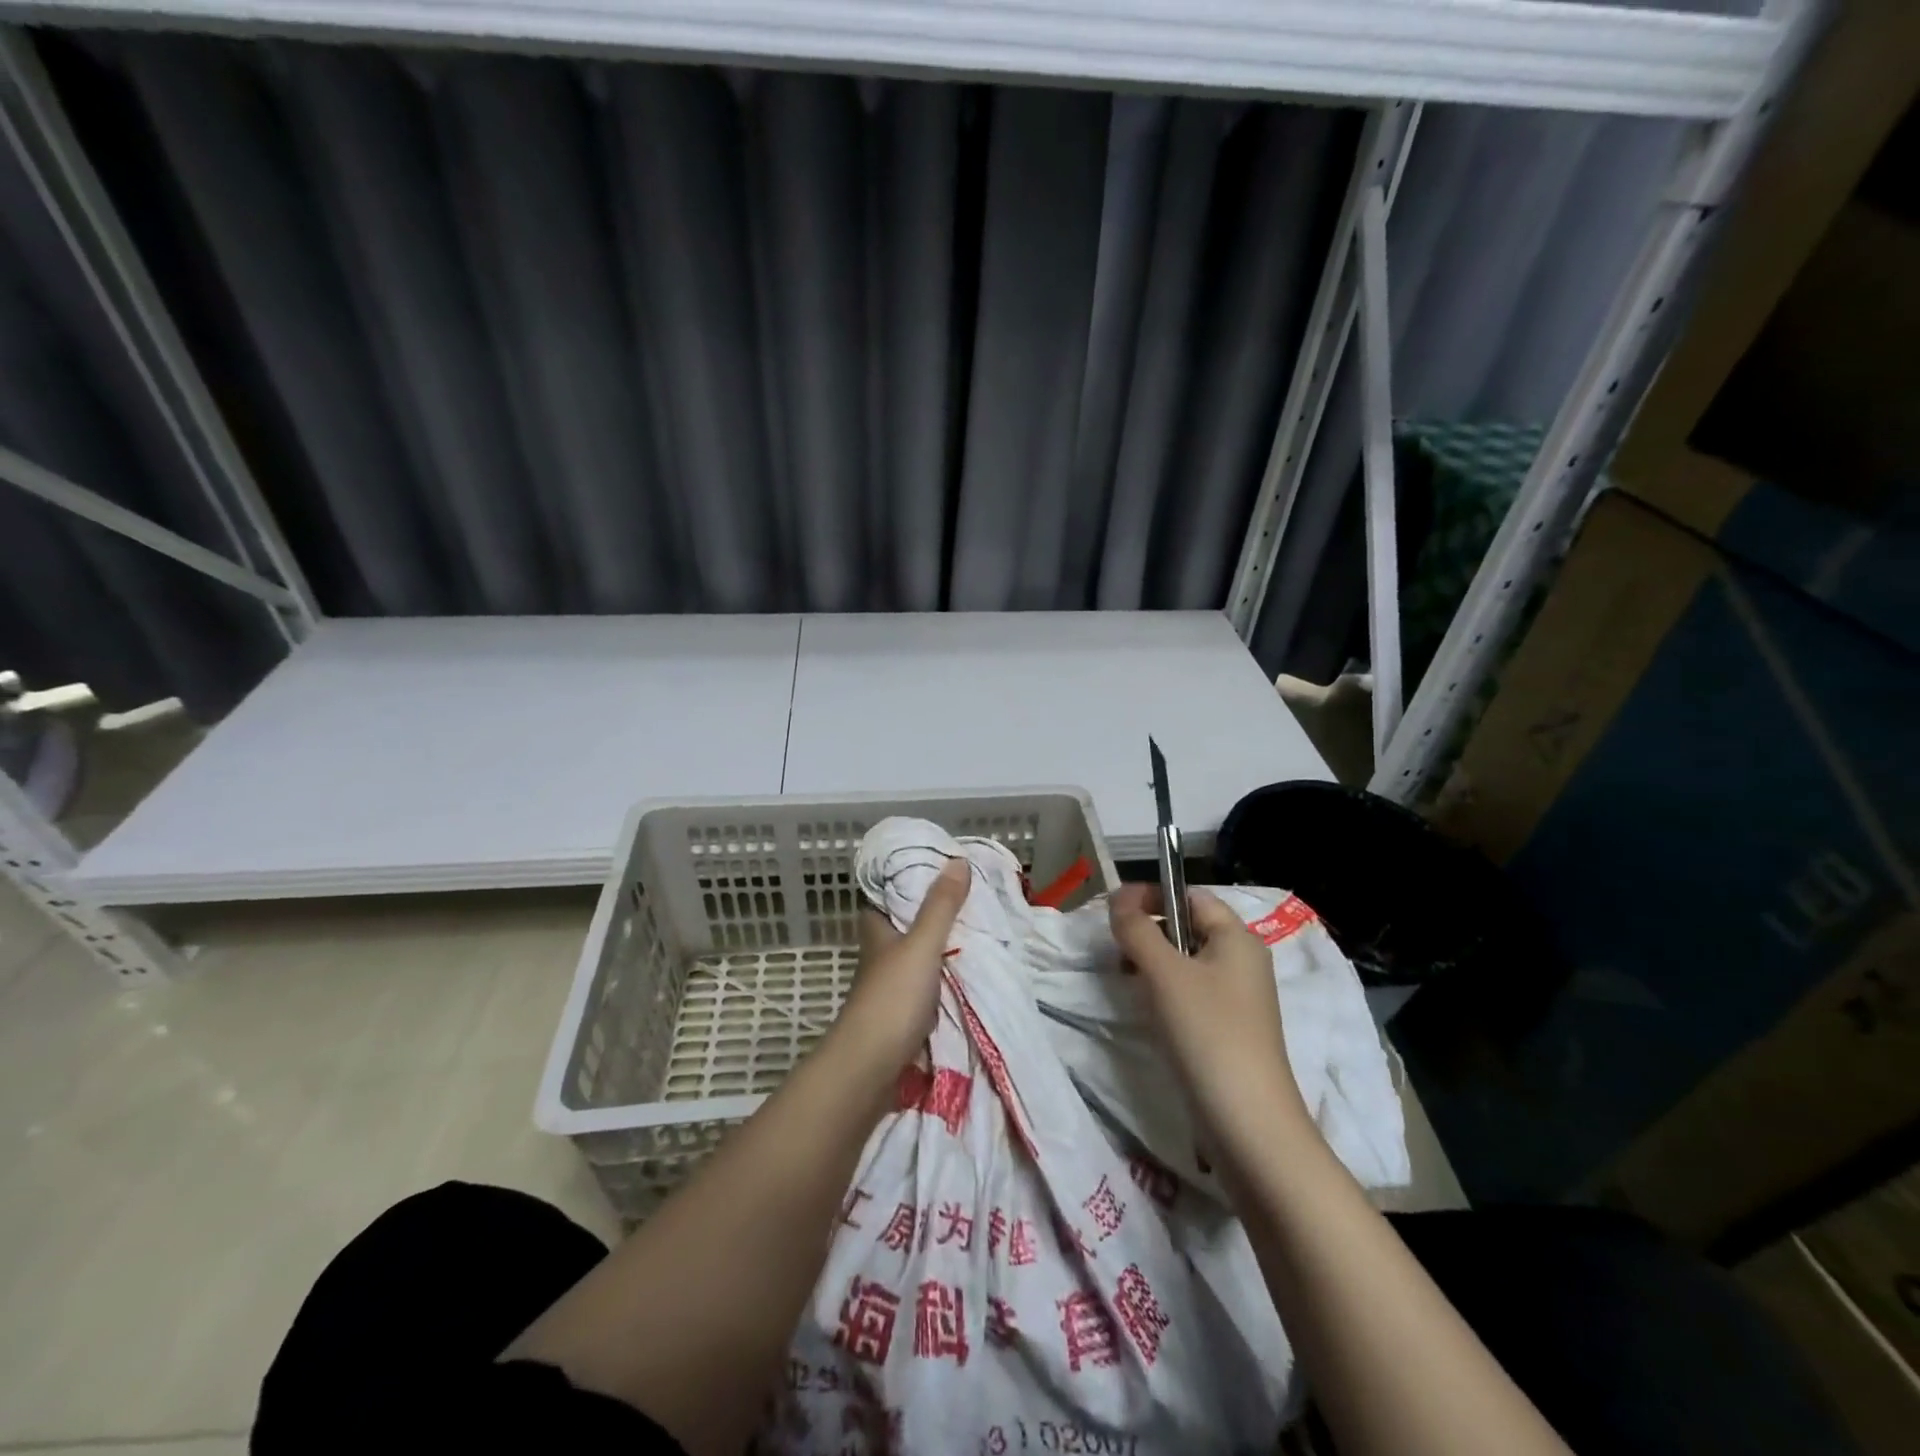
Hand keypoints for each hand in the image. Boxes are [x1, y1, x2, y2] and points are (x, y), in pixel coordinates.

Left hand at [830, 858, 970, 1081]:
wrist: (870, 1067)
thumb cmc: (892, 997)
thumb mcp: (922, 944)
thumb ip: (941, 906)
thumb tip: (957, 860)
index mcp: (877, 930)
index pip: (886, 895)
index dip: (907, 881)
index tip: (940, 869)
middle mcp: (881, 954)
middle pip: (907, 925)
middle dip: (934, 914)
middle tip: (972, 899)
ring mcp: (891, 985)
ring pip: (919, 955)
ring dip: (943, 947)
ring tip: (980, 930)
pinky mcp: (903, 1012)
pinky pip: (930, 984)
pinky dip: (947, 976)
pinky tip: (971, 972)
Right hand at [1109, 884, 1311, 1165]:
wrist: (1248, 1125)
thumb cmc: (1208, 1033)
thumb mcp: (1165, 973)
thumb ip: (1137, 929)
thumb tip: (1118, 898)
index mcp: (1237, 938)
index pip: (1190, 896)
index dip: (1151, 895)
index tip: (1114, 913)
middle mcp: (1242, 961)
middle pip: (1186, 927)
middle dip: (1147, 931)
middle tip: (1115, 951)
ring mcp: (1236, 999)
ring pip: (1184, 962)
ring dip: (1151, 963)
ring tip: (1126, 981)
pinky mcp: (1226, 1030)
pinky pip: (1189, 993)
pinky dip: (1163, 992)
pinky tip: (1146, 1010)